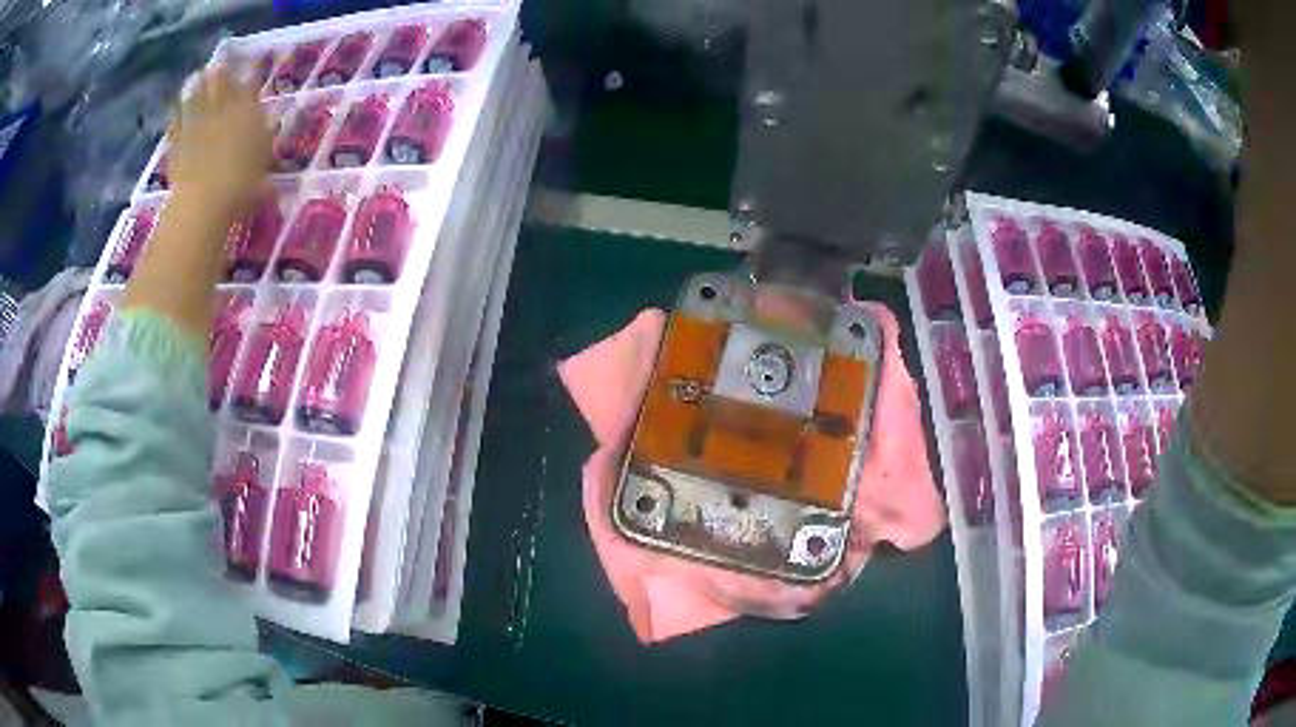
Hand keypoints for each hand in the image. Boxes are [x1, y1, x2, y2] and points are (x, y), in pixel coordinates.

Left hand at [168, 65, 272, 215]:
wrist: (205, 201)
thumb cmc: (242, 186)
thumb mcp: (264, 168)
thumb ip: (264, 148)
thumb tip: (269, 138)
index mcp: (248, 111)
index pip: (251, 86)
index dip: (251, 74)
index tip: (252, 66)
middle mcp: (223, 109)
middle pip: (222, 83)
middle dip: (223, 72)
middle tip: (222, 62)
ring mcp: (198, 123)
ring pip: (197, 95)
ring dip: (197, 85)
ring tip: (196, 75)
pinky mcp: (178, 142)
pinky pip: (176, 123)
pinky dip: (176, 114)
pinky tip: (175, 109)